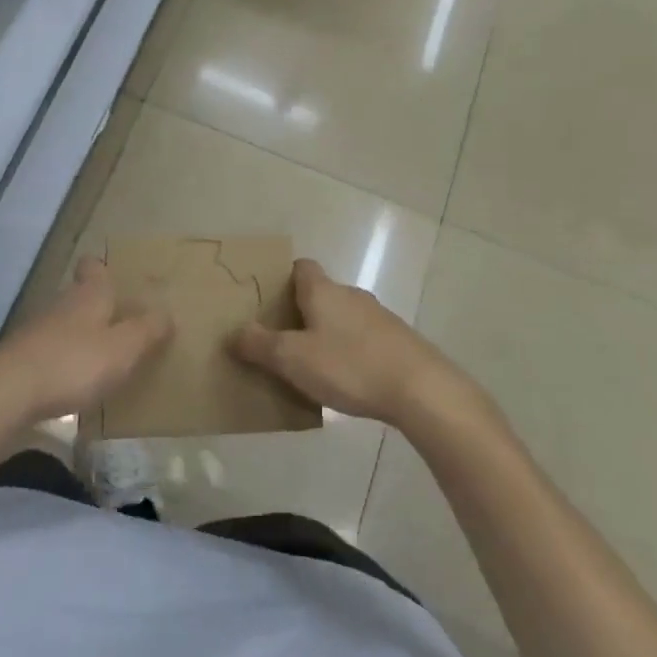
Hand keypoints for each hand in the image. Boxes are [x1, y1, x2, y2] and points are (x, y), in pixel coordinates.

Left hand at [0, 257, 171, 423]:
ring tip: (102, 357)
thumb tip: (167, 313)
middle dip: (97, 306)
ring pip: (64, 323)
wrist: (8, 393)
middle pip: (79, 295)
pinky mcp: (22, 358)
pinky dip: (63, 361)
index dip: (102, 269)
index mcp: (89, 294)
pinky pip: (50, 351)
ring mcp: (37, 330)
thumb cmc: (74, 363)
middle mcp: (62, 304)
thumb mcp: (124, 348)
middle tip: (120, 324)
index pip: (93, 266)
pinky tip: (74, 383)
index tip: (115, 278)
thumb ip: (147, 330)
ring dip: (80, 335)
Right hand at [229, 258, 464, 427]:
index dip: (283, 278)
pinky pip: (363, 339)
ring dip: (327, 333)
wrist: (421, 389)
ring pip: (343, 317)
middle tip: (281, 338)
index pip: (301, 267)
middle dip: (301, 311)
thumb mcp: (293, 359)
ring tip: (311, 364)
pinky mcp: (398, 342)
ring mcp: (379, 317)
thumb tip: (234, 332)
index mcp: (323, 291)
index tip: (268, 299)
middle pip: (321, 293)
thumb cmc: (350, 365)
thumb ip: (260, 344)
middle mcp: (351, 295)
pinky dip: (350, 351)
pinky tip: (346, 380)